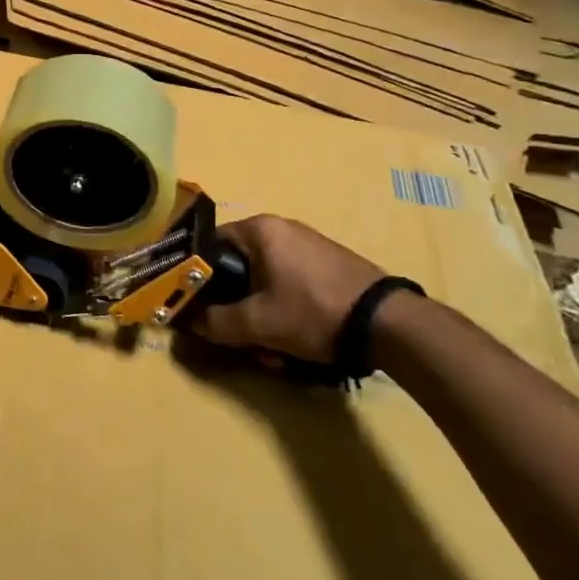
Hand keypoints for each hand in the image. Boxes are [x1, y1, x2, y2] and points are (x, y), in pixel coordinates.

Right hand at [191, 214, 384, 363]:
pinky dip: (284, 310)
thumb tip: (189, 320)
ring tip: (272, 351)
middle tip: (240, 337)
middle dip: (236, 306)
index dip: (199, 277)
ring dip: (261, 314)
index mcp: (260, 229)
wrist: (389, 324)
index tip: (197, 306)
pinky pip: (290, 284)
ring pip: (265, 281)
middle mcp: (282, 228)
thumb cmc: (313, 312)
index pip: (211, 245)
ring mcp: (308, 245)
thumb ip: (216, 322)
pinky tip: (295, 341)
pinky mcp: (329, 265)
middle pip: (240, 267)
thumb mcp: (258, 324)